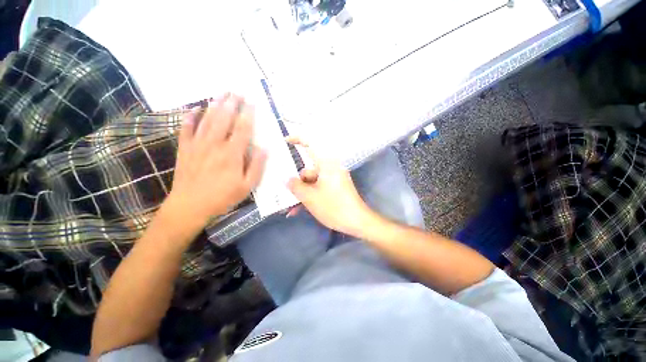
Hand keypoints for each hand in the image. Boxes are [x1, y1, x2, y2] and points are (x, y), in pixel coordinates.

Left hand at [166, 94, 265, 228]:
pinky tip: (195, 108)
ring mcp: (197, 144)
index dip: (248, 114)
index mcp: (232, 154)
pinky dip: (190, 117)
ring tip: (222, 93)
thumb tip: (264, 148)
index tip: (252, 102)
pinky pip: (186, 128)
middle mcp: (215, 144)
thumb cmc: (223, 197)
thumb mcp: (247, 186)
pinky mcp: (185, 148)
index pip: (243, 128)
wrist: (190, 206)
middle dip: (231, 103)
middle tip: (237, 91)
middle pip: (224, 118)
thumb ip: (257, 166)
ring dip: (215, 105)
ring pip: (207, 119)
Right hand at [286, 137, 372, 235]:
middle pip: (308, 170)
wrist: (357, 222)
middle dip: (297, 184)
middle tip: (286, 194)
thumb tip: (285, 178)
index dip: (297, 139)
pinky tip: (301, 209)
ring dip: (302, 194)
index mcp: (326, 164)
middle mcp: (330, 168)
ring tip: (292, 210)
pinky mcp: (335, 187)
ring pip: (312, 182)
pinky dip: (310, 196)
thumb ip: (295, 186)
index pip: (311, 145)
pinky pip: (319, 188)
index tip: (285, 142)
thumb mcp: (310, 197)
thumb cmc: (334, 207)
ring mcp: (333, 178)